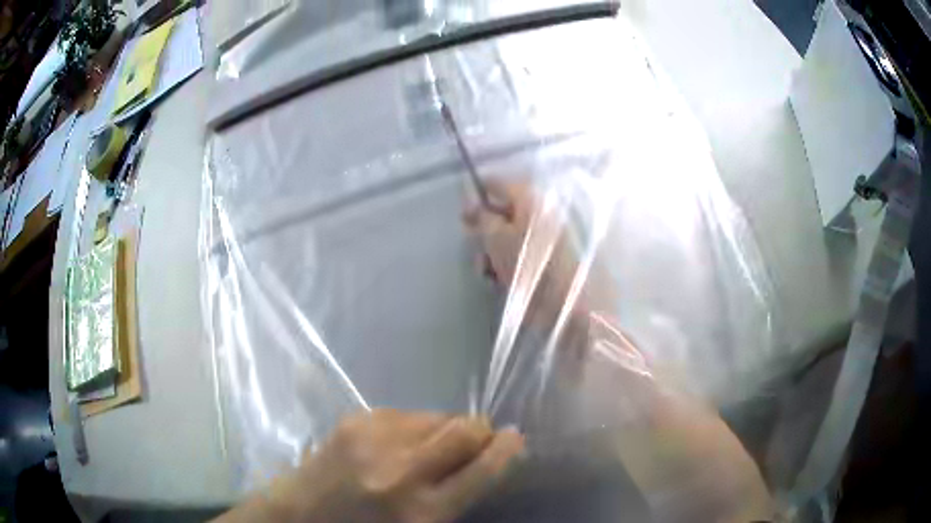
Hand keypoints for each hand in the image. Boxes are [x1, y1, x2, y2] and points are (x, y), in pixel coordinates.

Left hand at [216, 410, 523, 522]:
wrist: (297, 517)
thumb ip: (455, 500)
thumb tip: (485, 465)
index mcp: (423, 511)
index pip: (484, 469)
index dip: (508, 450)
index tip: (516, 440)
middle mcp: (402, 470)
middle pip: (466, 429)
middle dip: (481, 432)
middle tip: (478, 442)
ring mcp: (374, 439)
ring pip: (437, 416)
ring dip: (445, 429)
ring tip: (430, 448)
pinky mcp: (355, 420)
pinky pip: (405, 413)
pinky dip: (415, 426)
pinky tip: (398, 445)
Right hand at [463, 179, 614, 332]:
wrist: (572, 304)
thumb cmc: (532, 266)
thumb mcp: (497, 239)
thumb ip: (482, 218)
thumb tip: (472, 201)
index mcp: (531, 199)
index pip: (498, 184)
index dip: (476, 196)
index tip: (462, 217)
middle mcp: (542, 213)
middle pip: (504, 213)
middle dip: (484, 232)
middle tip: (476, 251)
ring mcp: (549, 237)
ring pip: (511, 236)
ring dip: (493, 253)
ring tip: (488, 273)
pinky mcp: (552, 260)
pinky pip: (523, 254)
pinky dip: (509, 264)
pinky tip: (501, 281)